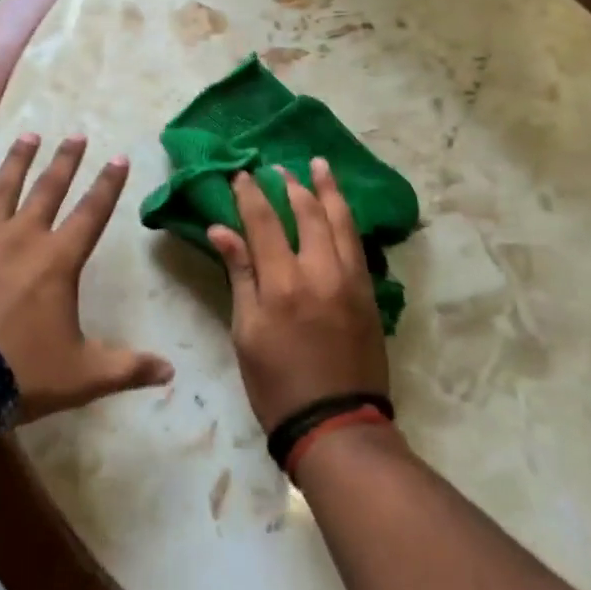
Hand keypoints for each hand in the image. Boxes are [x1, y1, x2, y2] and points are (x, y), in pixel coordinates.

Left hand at [0, 134, 172, 423]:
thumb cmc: (19, 372)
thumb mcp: (82, 375)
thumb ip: (127, 368)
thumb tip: (171, 372)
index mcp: (58, 260)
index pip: (92, 212)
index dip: (109, 184)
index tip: (119, 158)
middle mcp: (23, 236)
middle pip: (49, 188)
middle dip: (66, 160)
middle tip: (76, 135)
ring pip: (4, 187)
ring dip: (20, 159)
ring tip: (30, 135)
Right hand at [207, 159, 388, 432]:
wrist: (336, 424)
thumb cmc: (277, 384)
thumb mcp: (246, 332)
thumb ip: (240, 274)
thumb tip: (222, 229)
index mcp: (282, 282)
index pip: (263, 221)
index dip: (250, 194)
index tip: (242, 174)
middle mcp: (320, 270)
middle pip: (307, 212)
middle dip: (290, 184)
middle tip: (277, 167)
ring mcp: (350, 278)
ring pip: (340, 220)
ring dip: (327, 189)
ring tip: (318, 165)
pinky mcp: (368, 291)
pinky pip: (357, 241)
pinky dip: (346, 217)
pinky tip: (340, 207)